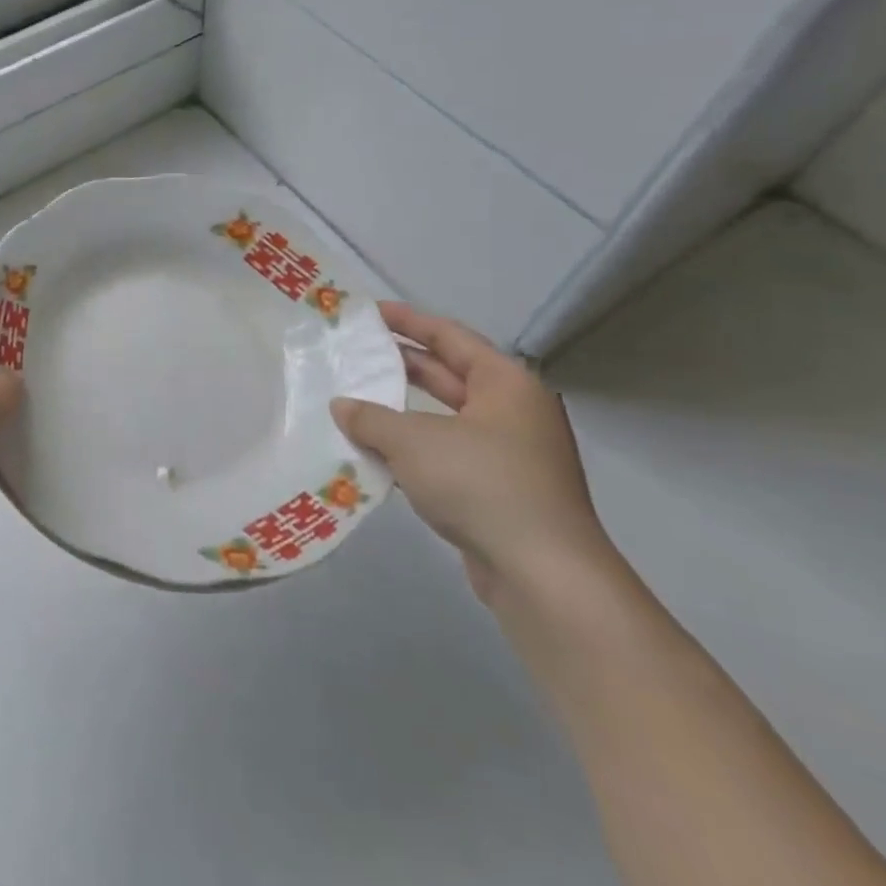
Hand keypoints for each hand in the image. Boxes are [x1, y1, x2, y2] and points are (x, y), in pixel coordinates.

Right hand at [331, 302, 613, 604]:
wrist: (543, 574)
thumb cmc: (481, 484)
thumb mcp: (412, 442)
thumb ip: (371, 418)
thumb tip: (342, 406)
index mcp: (505, 384)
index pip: (449, 337)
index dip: (407, 321)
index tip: (368, 312)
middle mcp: (512, 412)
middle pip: (448, 375)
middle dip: (401, 365)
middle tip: (355, 353)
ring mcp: (509, 454)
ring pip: (445, 418)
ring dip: (402, 412)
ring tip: (355, 400)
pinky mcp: (499, 491)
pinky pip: (447, 454)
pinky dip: (414, 449)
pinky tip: (377, 452)